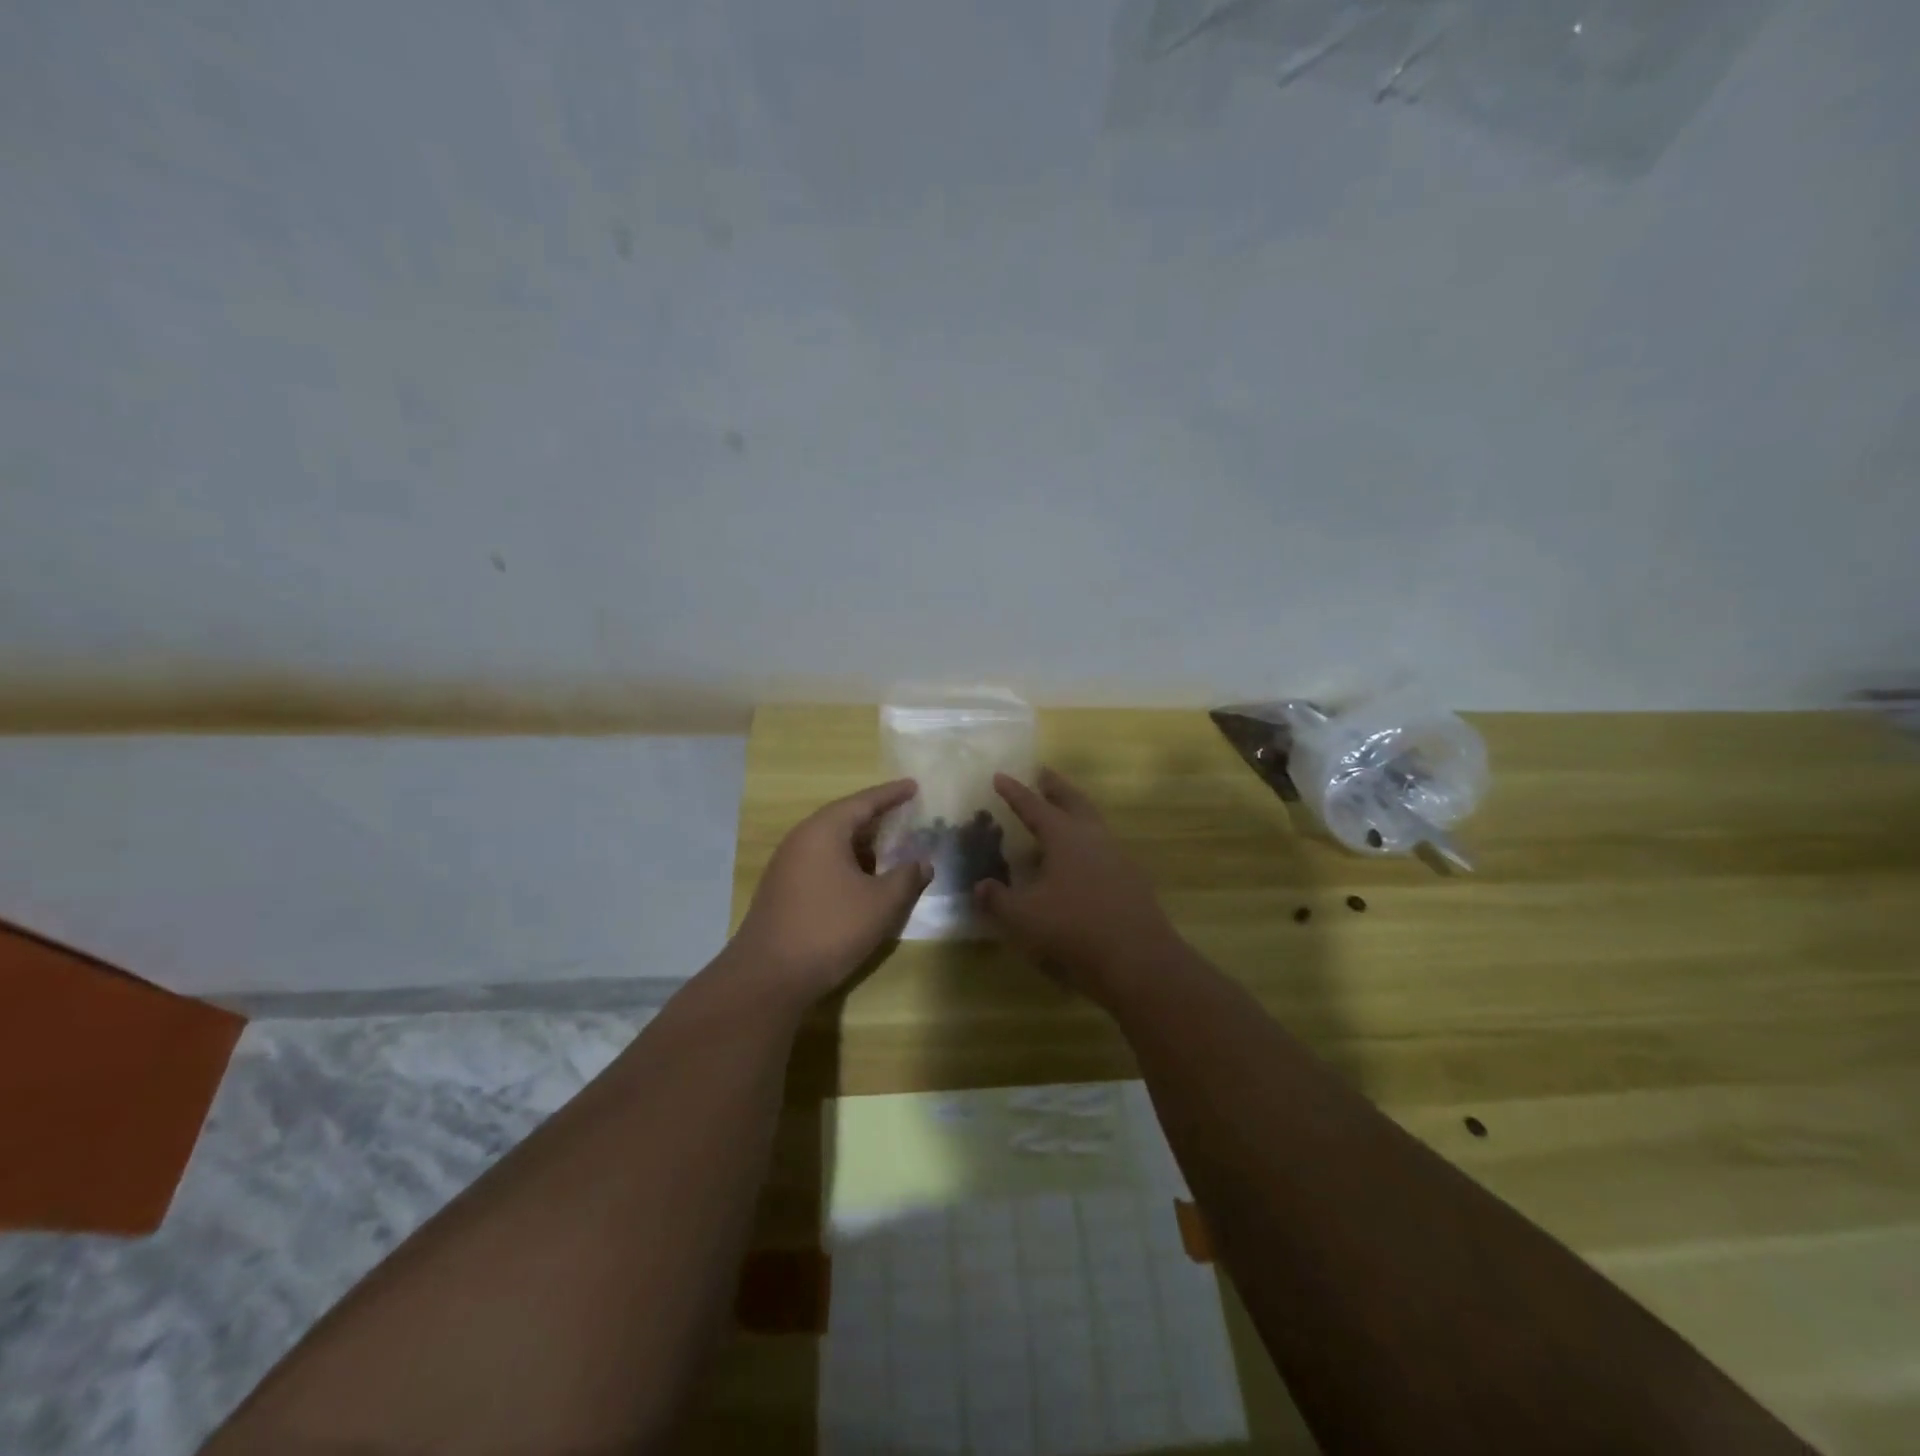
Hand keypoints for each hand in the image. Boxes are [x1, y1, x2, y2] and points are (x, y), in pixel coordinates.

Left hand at [732, 779, 932, 999]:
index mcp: (824, 831)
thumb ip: (906, 878)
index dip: (891, 794)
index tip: (913, 785)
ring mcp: (787, 865)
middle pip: (845, 819)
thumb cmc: (830, 929)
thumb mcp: (880, 903)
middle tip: (906, 815)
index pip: (864, 802)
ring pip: (832, 844)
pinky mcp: (783, 890)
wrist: (768, 976)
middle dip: (877, 818)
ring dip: (862, 846)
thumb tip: (922, 863)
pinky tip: (864, 881)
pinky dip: (847, 864)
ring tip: (891, 849)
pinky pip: (822, 863)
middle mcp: (802, 839)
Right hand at [974, 768, 1183, 1001]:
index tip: (1000, 775)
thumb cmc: (1074, 929)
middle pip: (1073, 801)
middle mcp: (1093, 837)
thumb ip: (998, 899)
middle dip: (1055, 787)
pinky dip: (1085, 842)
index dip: (1014, 792)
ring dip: (1074, 811)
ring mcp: (1116, 856)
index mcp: (1065, 836)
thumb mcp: (1024, 917)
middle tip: (1042, 774)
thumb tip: (981, 886)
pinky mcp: (1130, 878)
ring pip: (1092, 822)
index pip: (1033, 806)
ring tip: (1058, 815)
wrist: (1138, 959)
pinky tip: (1078, 861)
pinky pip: (1102, 847)